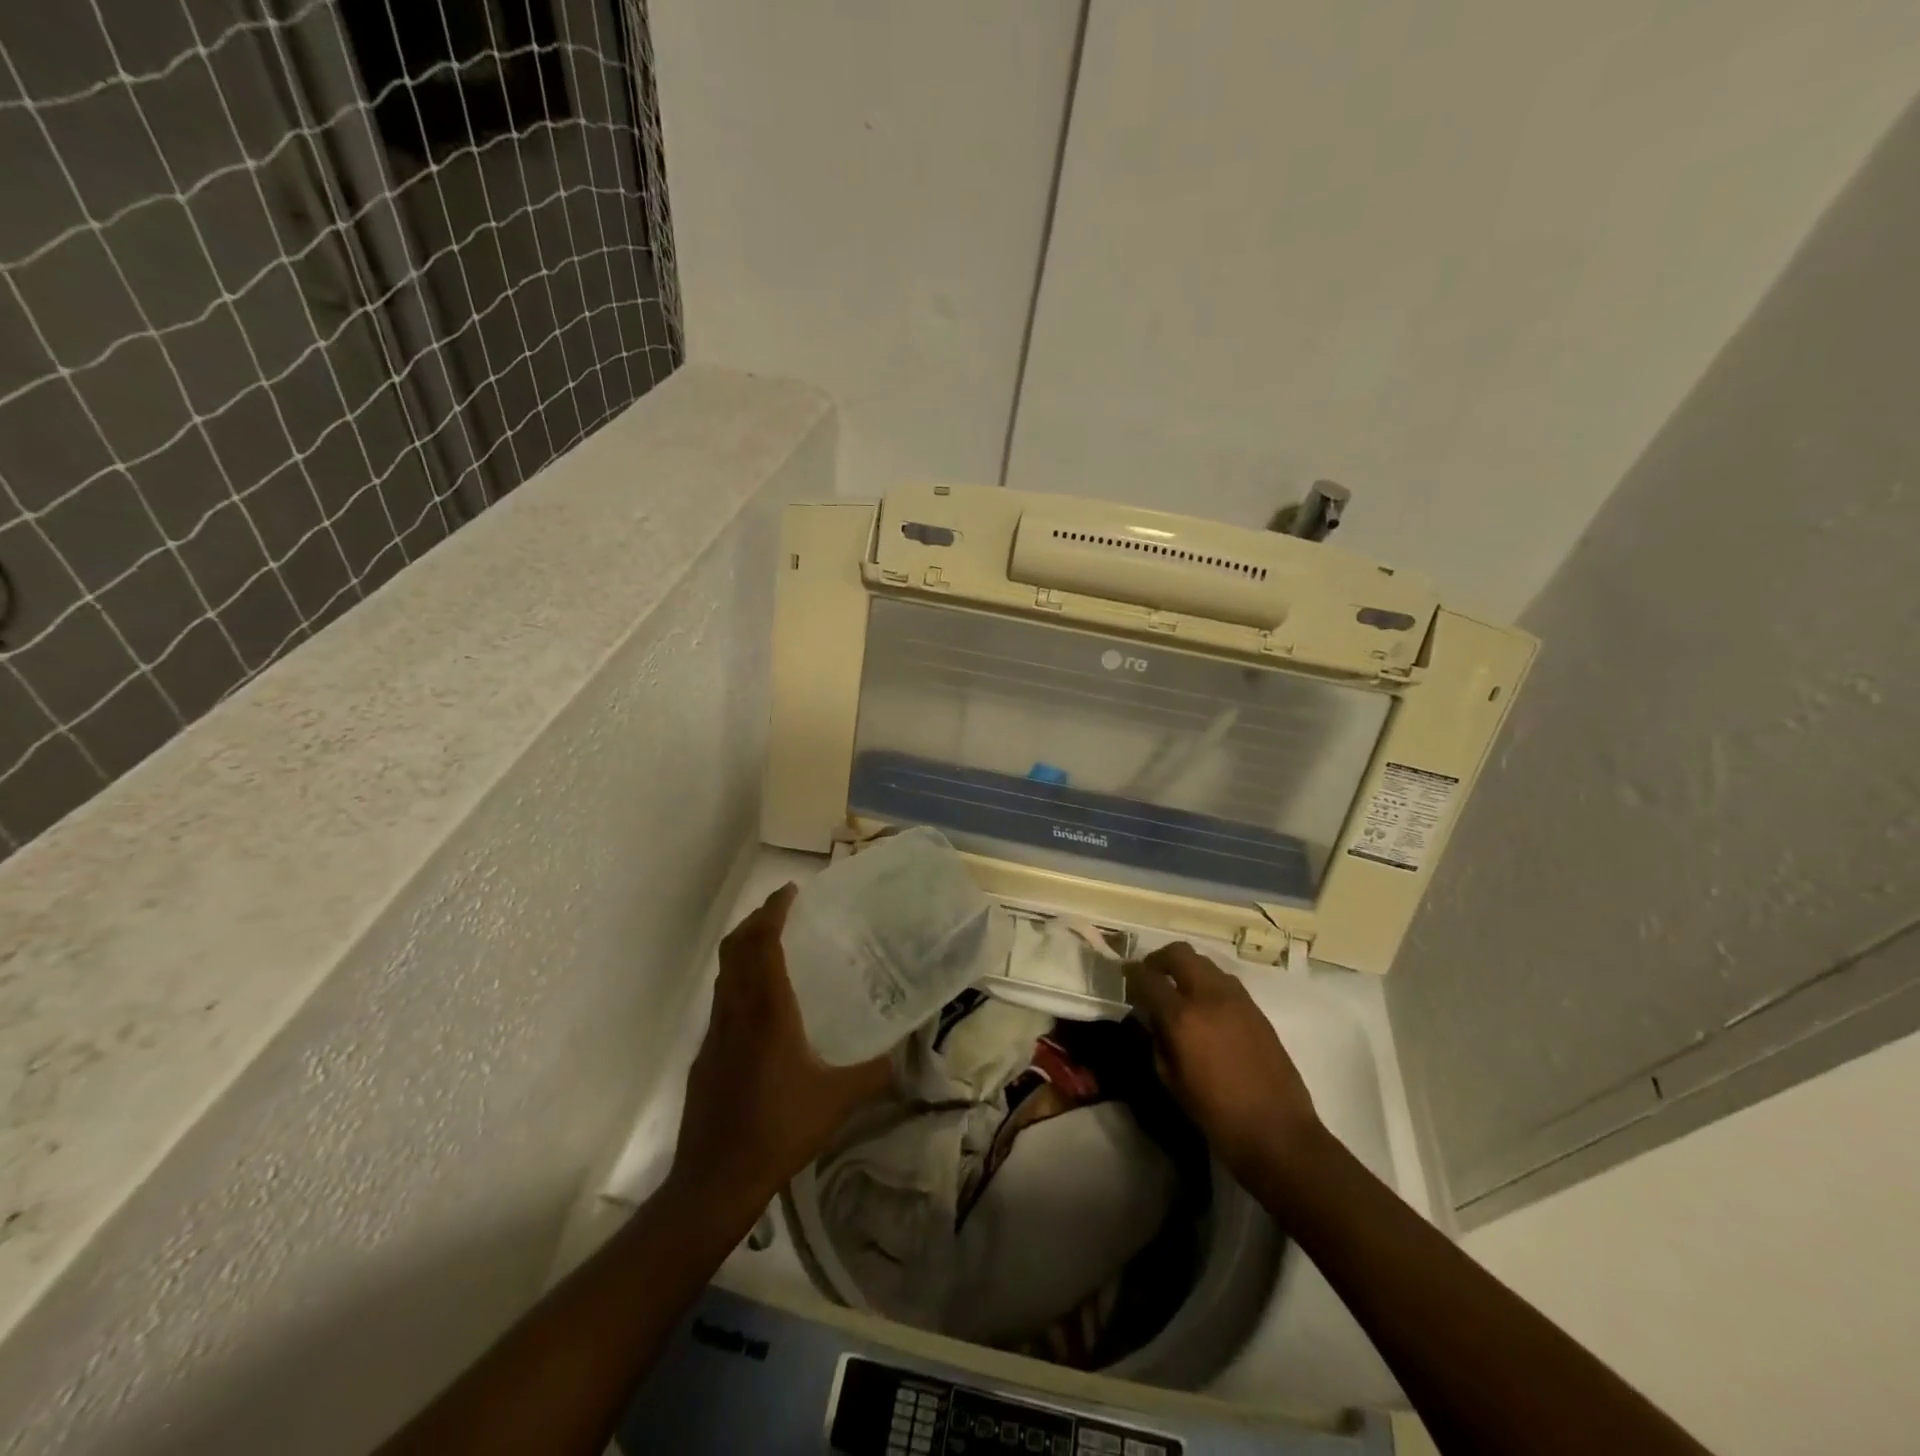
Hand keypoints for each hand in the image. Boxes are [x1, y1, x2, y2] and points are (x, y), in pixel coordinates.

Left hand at [669, 884, 892, 1214]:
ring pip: (724, 973)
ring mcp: (714, 1033)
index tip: (790, 891)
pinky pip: (721, 1000)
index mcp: (767, 1011)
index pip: (762, 943)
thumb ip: (874, 1073)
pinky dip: (738, 981)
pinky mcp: (705, 1054)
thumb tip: (903, 1057)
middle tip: (782, 910)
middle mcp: (736, 1011)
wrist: (715, 1179)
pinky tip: (761, 1007)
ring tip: (774, 947)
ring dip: (744, 948)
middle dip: (756, 920)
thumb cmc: (779, 1129)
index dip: (773, 911)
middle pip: (735, 948)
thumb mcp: (837, 1100)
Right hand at [1124, 942, 1321, 1189]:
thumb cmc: (1216, 1114)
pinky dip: (1208, 983)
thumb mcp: (1171, 1081)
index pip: (1148, 978)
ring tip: (1178, 991)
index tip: (1125, 976)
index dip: (1132, 974)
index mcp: (1182, 1017)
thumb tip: (1151, 1018)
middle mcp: (1209, 997)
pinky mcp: (1256, 1009)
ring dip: (1186, 968)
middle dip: (1159, 959)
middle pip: (1179, 953)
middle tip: (1151, 975)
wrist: (1278, 1132)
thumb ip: (1156, 1041)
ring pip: (1204, 962)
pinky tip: (1205, 1007)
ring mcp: (1237, 999)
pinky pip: (1224, 981)